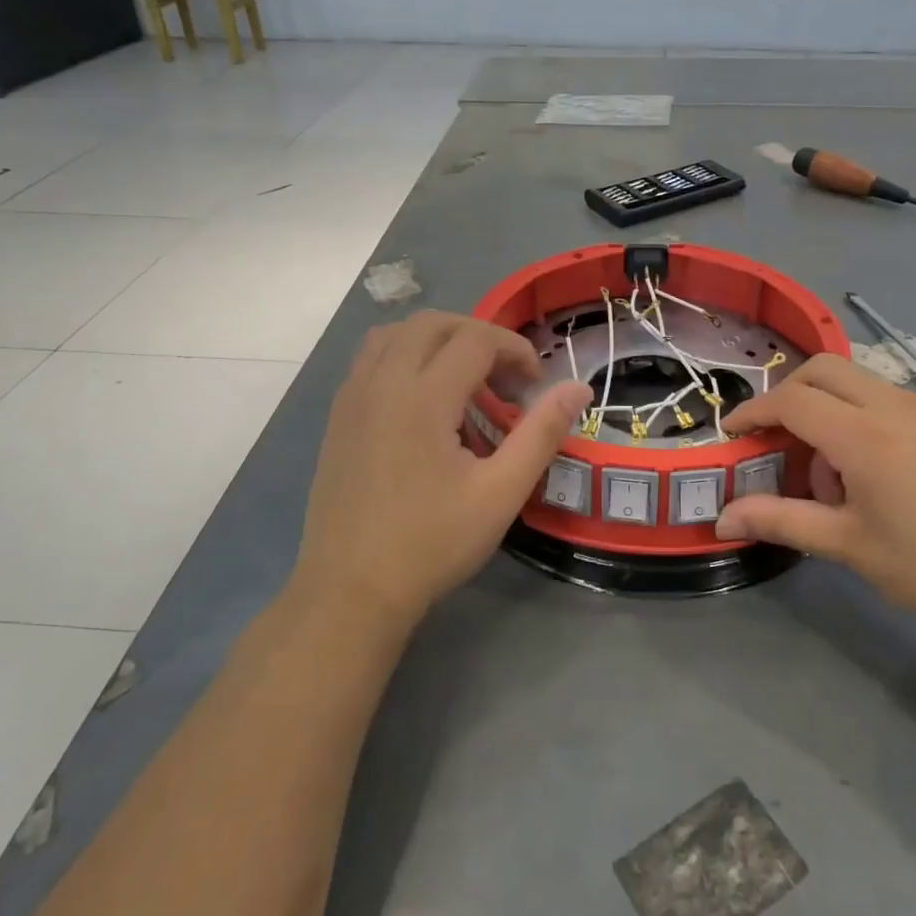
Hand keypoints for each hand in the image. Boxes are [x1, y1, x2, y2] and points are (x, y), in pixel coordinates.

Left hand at [289, 312, 591, 632]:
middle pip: (433, 323)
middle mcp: (382, 383)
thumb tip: (577, 388)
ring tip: (464, 381)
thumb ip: (541, 434)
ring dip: (437, 341)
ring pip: (396, 334)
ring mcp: (352, 397)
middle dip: (478, 336)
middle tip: (504, 378)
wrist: (350, 592)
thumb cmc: (431, 544)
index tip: (535, 384)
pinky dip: (405, 357)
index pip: (475, 339)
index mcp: (422, 398)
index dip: (514, 350)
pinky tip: (424, 402)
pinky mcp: (338, 416)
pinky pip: (371, 359)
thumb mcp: (500, 494)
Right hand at [714, 354, 915, 649]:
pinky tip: (868, 473)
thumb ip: (781, 522)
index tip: (730, 434)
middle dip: (786, 395)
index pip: (791, 400)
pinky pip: (885, 399)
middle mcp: (894, 406)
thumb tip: (723, 519)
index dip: (753, 412)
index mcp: (865, 435)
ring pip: (856, 381)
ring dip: (825, 407)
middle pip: (822, 370)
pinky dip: (857, 416)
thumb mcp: (850, 547)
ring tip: (827, 474)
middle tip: (773, 440)